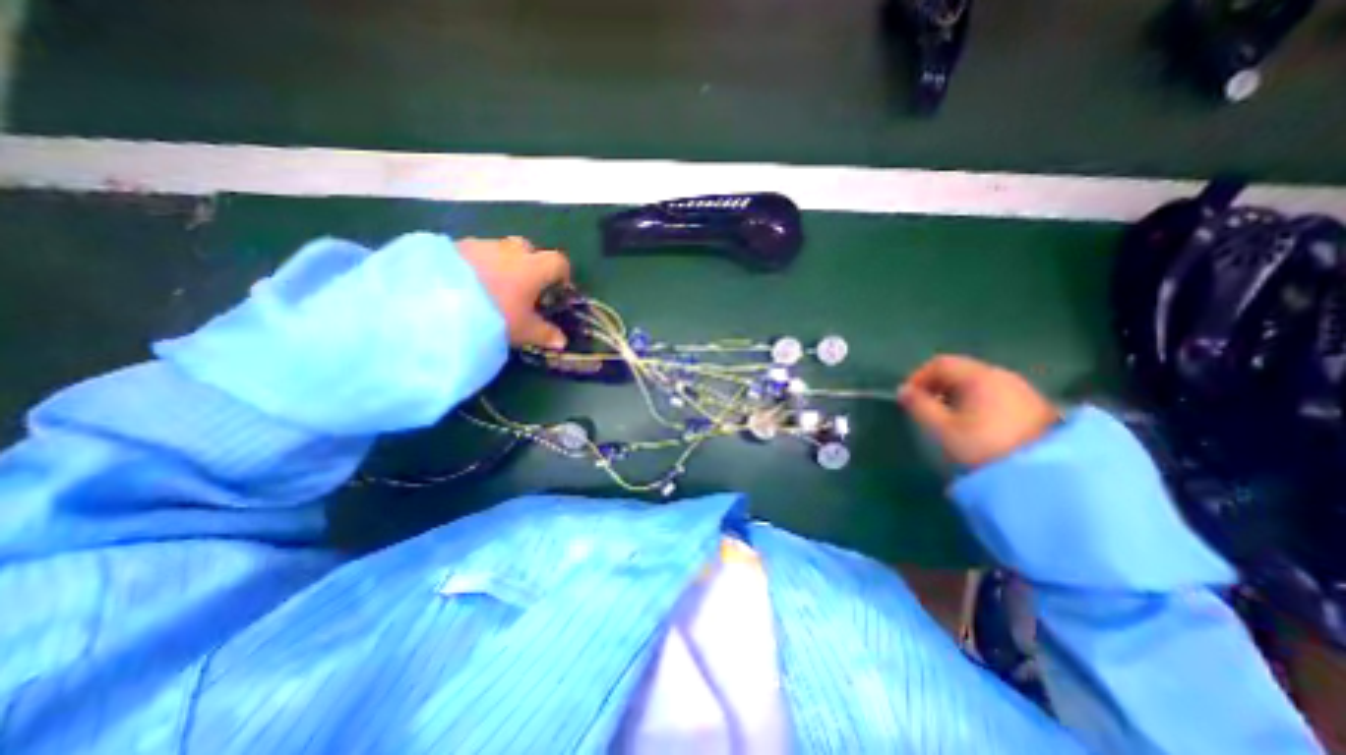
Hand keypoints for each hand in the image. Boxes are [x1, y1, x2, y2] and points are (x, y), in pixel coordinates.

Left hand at [458, 234, 573, 349]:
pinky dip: (476, 265)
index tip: (557, 289)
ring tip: (491, 288)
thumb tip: (562, 341)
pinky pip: (473, 253)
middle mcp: (509, 250)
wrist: (435, 303)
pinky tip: (467, 285)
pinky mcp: (452, 246)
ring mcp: (479, 245)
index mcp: (533, 267)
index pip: (558, 261)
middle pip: (528, 249)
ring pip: (498, 249)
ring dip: (501, 263)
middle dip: (530, 263)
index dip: (561, 275)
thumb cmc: (494, 317)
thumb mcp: (523, 331)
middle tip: (524, 287)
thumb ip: (545, 334)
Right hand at [897, 355, 1057, 471]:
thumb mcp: (942, 429)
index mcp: (978, 376)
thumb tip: (903, 391)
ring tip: (947, 418)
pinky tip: (975, 424)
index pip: (940, 363)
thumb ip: (919, 406)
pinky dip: (976, 402)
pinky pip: (995, 394)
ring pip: (978, 382)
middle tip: (925, 408)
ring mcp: (1021, 389)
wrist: (1047, 477)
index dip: (918, 377)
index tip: (908, 398)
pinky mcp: (1035, 405)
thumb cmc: (984, 447)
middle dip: (936, 386)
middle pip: (960, 370)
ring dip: (956, 395)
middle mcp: (1002, 375)